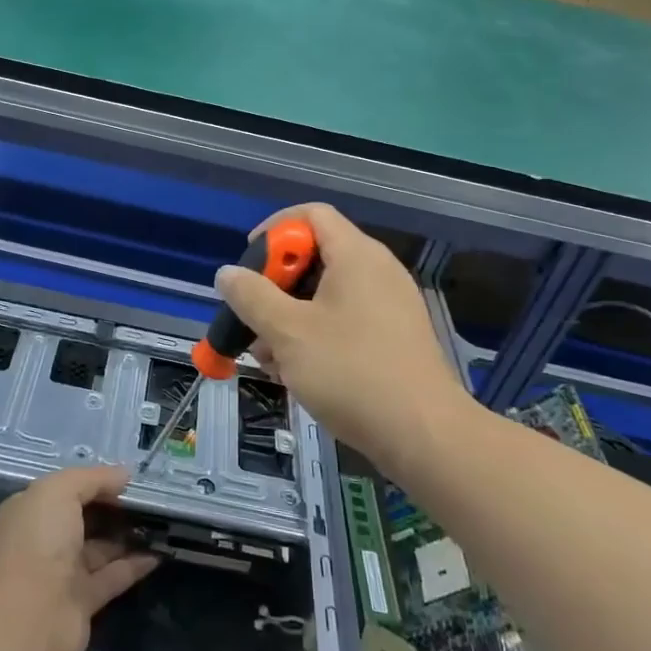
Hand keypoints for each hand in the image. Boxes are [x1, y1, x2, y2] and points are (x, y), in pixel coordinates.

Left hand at [0, 466, 157, 650]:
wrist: (30, 620)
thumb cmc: (38, 543)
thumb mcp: (59, 491)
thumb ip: (93, 478)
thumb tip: (124, 474)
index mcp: (29, 512)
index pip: (64, 490)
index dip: (94, 482)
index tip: (128, 479)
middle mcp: (42, 541)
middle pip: (82, 518)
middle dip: (112, 507)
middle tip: (149, 498)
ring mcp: (61, 573)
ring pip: (99, 548)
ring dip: (126, 535)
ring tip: (160, 522)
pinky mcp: (82, 602)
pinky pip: (112, 577)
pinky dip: (134, 565)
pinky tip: (158, 553)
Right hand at [217, 203, 463, 467]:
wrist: (424, 435)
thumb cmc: (351, 372)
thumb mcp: (288, 332)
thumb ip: (252, 297)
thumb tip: (227, 274)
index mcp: (356, 256)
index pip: (311, 214)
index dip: (274, 230)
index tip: (249, 263)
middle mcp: (376, 271)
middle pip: (315, 256)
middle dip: (275, 286)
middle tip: (252, 318)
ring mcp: (389, 306)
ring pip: (325, 295)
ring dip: (289, 318)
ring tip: (268, 357)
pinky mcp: (393, 338)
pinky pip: (345, 320)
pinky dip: (315, 335)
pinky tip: (296, 373)